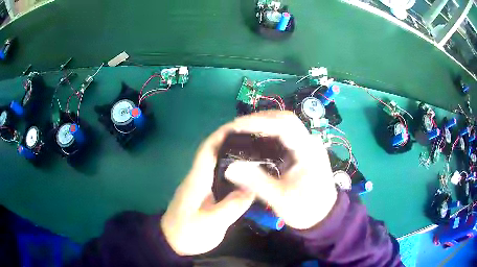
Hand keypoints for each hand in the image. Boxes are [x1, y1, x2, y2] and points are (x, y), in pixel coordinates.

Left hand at [160, 122, 255, 255]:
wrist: (172, 242)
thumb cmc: (187, 232)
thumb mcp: (211, 223)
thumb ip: (231, 206)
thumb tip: (252, 189)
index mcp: (198, 179)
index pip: (208, 149)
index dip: (222, 134)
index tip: (242, 126)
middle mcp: (199, 177)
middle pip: (216, 152)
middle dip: (234, 142)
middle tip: (258, 140)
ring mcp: (202, 186)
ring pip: (219, 164)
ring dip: (235, 156)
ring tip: (259, 154)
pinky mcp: (205, 194)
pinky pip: (221, 177)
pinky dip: (235, 172)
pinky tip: (249, 177)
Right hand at [225, 111, 337, 229]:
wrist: (324, 216)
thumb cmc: (305, 208)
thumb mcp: (280, 199)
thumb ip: (256, 182)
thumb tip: (230, 167)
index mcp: (308, 150)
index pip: (284, 124)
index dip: (259, 122)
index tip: (236, 125)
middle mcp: (310, 142)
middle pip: (284, 119)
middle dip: (259, 119)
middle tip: (236, 127)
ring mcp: (308, 145)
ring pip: (285, 124)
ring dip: (264, 124)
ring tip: (242, 131)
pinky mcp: (304, 150)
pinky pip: (285, 134)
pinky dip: (269, 133)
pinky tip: (256, 141)